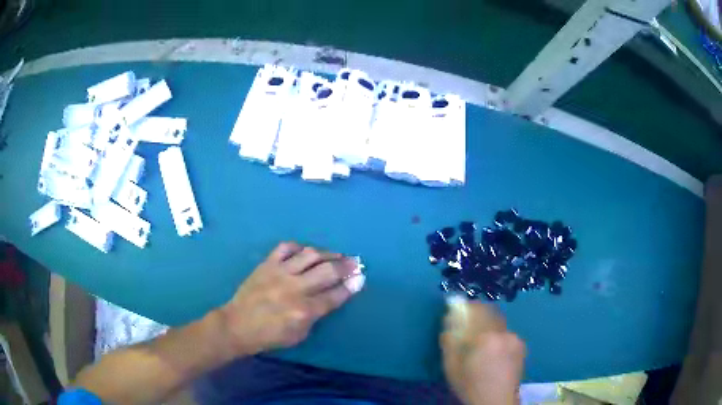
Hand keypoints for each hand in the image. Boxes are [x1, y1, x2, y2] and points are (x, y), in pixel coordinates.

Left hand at [219, 242, 363, 356]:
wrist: (237, 325)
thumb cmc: (269, 336)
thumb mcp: (298, 335)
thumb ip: (315, 316)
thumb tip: (329, 297)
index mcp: (304, 311)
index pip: (334, 295)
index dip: (351, 286)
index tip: (361, 278)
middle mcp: (295, 288)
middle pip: (327, 271)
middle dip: (346, 266)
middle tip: (355, 262)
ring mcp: (279, 273)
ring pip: (310, 255)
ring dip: (328, 253)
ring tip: (337, 254)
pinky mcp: (266, 264)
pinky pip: (285, 247)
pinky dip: (299, 247)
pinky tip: (306, 251)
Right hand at [441, 299, 524, 404]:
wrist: (496, 400)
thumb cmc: (470, 385)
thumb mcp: (452, 366)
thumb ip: (450, 341)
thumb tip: (449, 320)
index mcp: (486, 337)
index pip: (477, 310)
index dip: (467, 306)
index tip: (460, 306)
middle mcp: (504, 333)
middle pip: (491, 312)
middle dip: (479, 312)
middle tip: (470, 318)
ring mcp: (515, 338)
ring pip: (500, 323)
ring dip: (490, 323)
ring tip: (481, 337)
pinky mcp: (522, 345)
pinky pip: (507, 332)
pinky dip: (498, 334)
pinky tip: (493, 347)